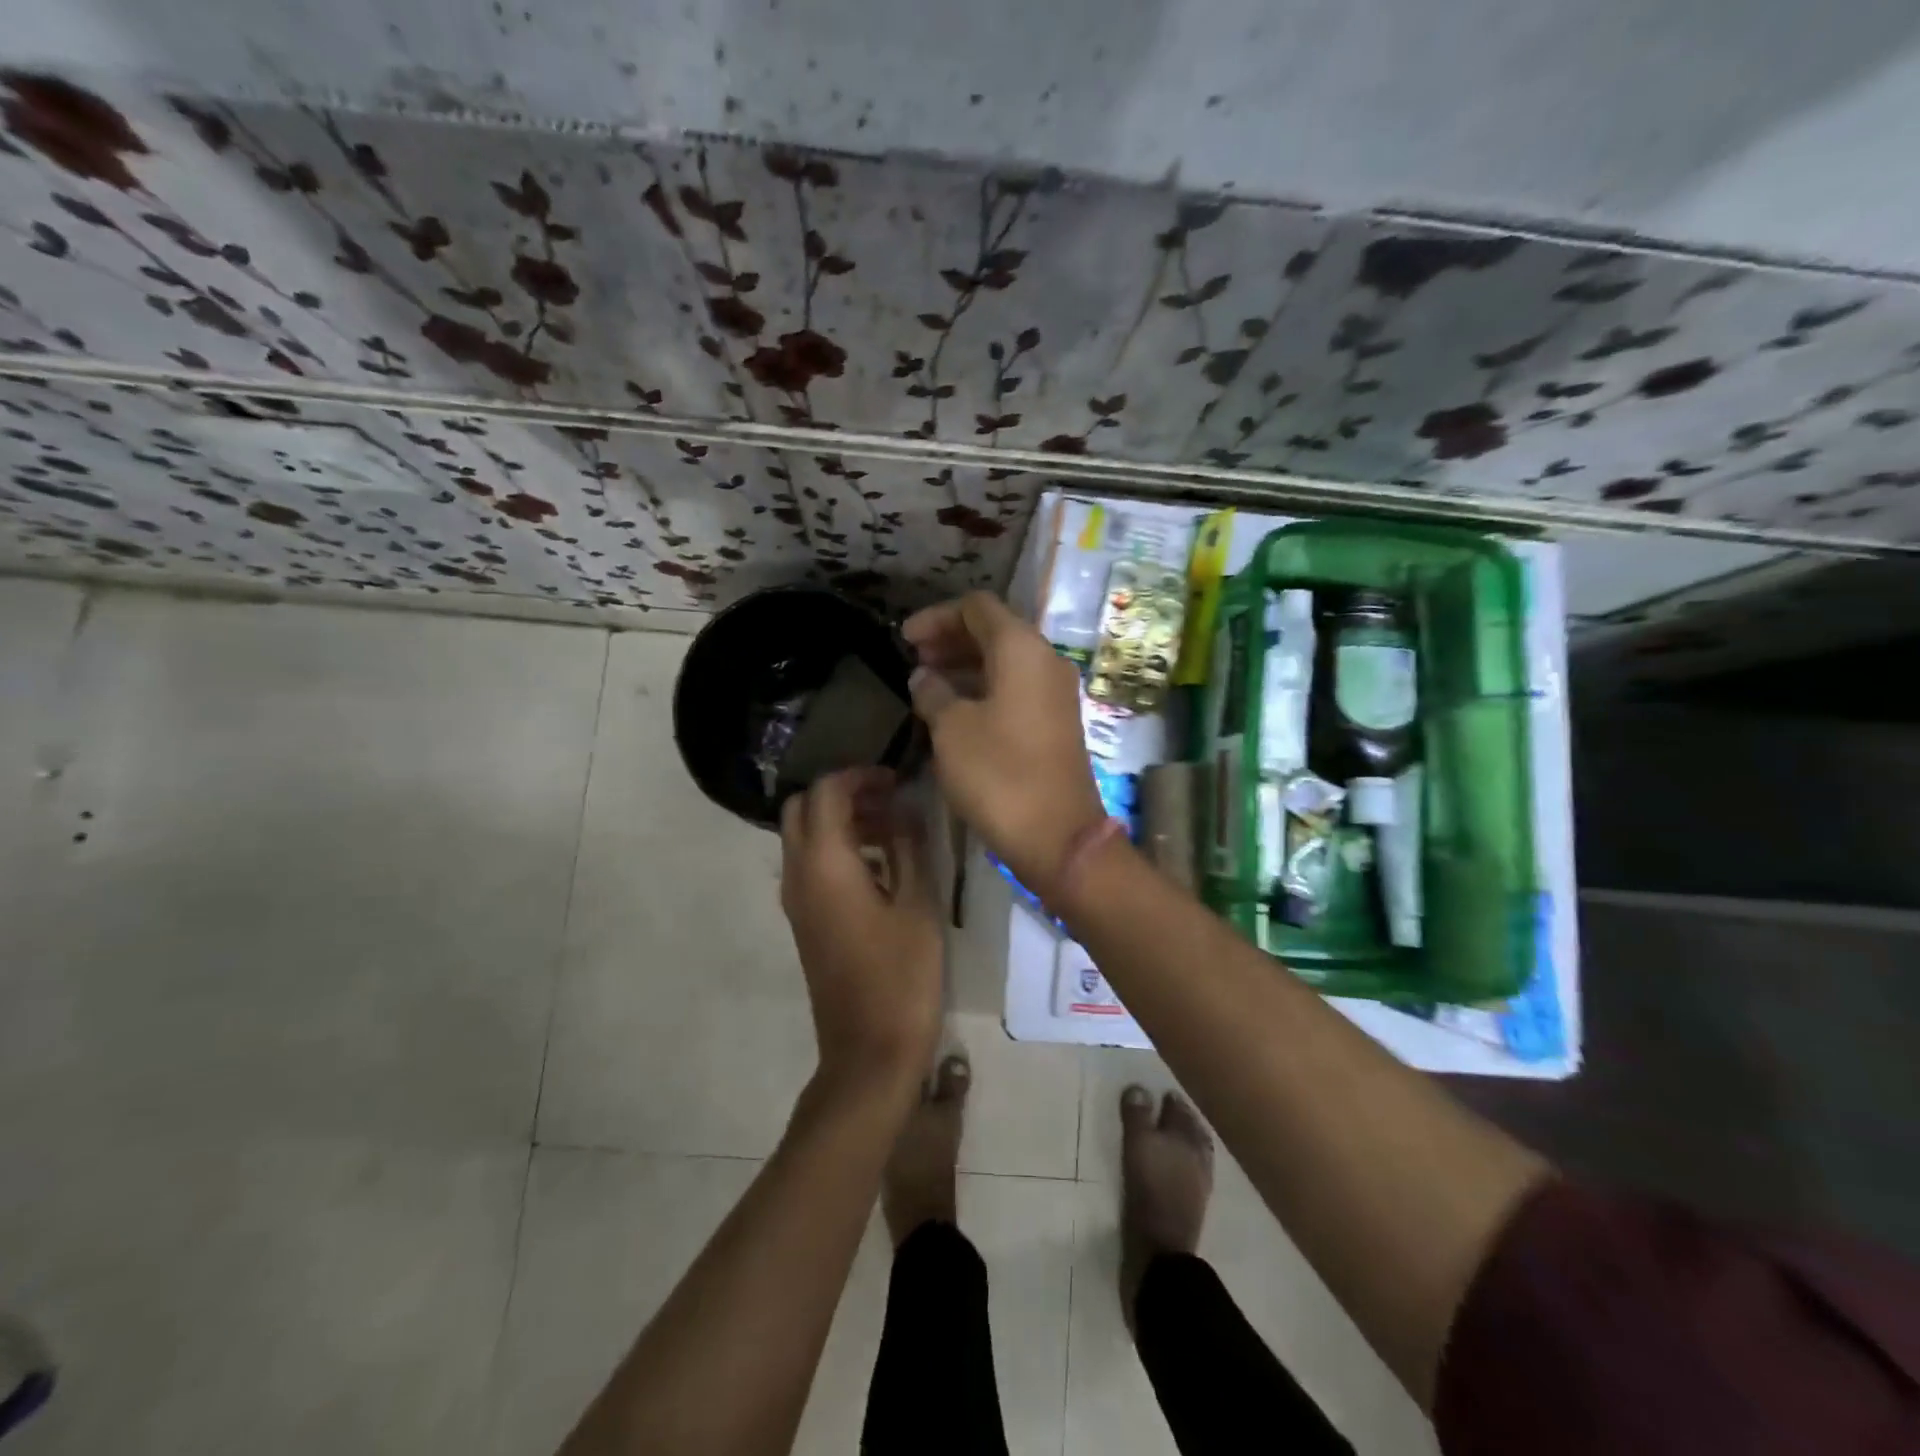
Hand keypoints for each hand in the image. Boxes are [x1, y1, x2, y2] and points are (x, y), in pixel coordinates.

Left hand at [780, 768, 943, 1101]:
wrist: (868, 1051)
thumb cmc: (902, 976)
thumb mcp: (917, 904)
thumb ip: (909, 845)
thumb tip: (904, 806)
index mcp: (825, 865)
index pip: (826, 792)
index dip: (860, 776)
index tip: (897, 779)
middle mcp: (798, 875)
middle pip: (802, 808)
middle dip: (842, 793)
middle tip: (888, 799)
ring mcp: (795, 900)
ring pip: (802, 836)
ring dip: (838, 820)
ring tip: (892, 827)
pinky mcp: (803, 920)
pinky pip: (809, 864)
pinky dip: (836, 847)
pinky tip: (879, 864)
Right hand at [904, 592, 1106, 899]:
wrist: (1057, 835)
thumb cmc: (999, 774)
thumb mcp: (951, 730)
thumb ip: (933, 693)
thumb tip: (923, 677)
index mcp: (1022, 648)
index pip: (977, 607)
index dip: (936, 616)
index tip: (904, 639)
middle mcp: (1046, 660)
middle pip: (994, 631)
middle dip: (950, 639)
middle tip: (913, 658)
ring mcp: (1055, 693)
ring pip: (1005, 661)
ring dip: (965, 665)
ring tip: (926, 684)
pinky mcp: (1056, 722)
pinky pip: (1016, 687)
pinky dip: (984, 688)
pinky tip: (955, 709)